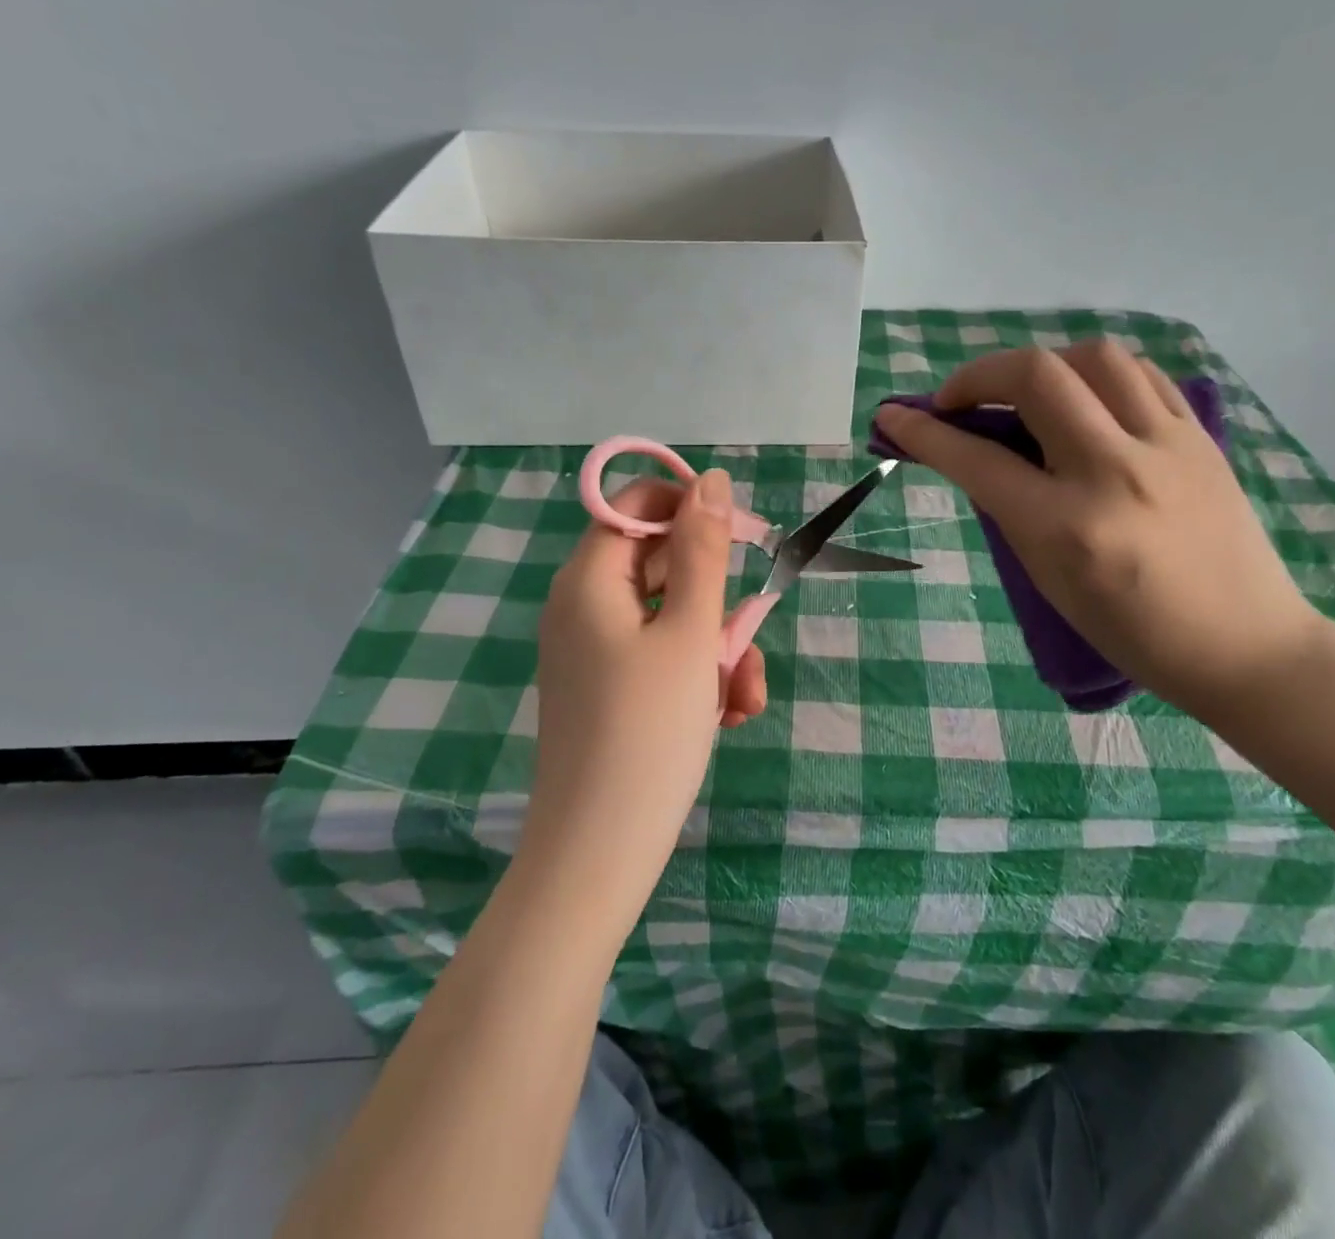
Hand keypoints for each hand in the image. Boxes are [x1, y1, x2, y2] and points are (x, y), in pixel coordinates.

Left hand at [524, 471, 767, 907]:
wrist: (600, 853)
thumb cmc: (648, 733)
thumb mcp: (689, 633)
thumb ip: (701, 550)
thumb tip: (708, 480)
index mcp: (589, 580)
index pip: (637, 505)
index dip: (692, 510)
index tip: (744, 538)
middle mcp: (583, 606)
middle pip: (661, 564)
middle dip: (717, 598)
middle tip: (751, 635)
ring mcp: (595, 650)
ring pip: (672, 617)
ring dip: (719, 647)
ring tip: (743, 697)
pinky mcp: (609, 688)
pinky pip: (661, 656)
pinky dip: (698, 674)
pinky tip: (728, 714)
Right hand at [874, 341, 1320, 716]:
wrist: (1243, 644)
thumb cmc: (1132, 633)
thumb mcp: (1050, 579)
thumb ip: (1010, 510)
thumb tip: (975, 452)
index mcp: (1067, 527)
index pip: (977, 459)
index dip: (923, 432)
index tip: (894, 417)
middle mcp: (1115, 472)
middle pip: (1036, 376)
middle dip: (978, 375)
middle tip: (959, 400)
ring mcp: (1166, 446)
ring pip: (1094, 358)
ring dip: (1043, 364)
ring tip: (1028, 394)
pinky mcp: (1200, 437)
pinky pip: (1141, 376)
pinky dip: (1098, 376)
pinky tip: (1087, 399)